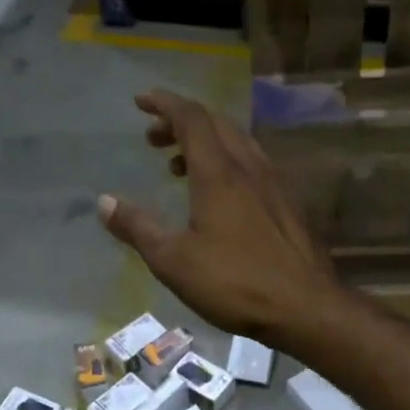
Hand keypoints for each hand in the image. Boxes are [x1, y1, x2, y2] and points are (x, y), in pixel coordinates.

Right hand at [97, 89, 339, 348]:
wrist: (305, 307)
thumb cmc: (235, 282)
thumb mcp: (173, 260)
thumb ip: (138, 227)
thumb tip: (104, 202)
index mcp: (219, 173)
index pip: (191, 118)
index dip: (164, 103)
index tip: (140, 101)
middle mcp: (249, 168)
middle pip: (215, 125)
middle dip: (181, 123)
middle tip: (154, 139)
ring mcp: (274, 185)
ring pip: (237, 144)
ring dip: (205, 144)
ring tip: (179, 167)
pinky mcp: (287, 206)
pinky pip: (252, 166)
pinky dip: (227, 164)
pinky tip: (218, 196)